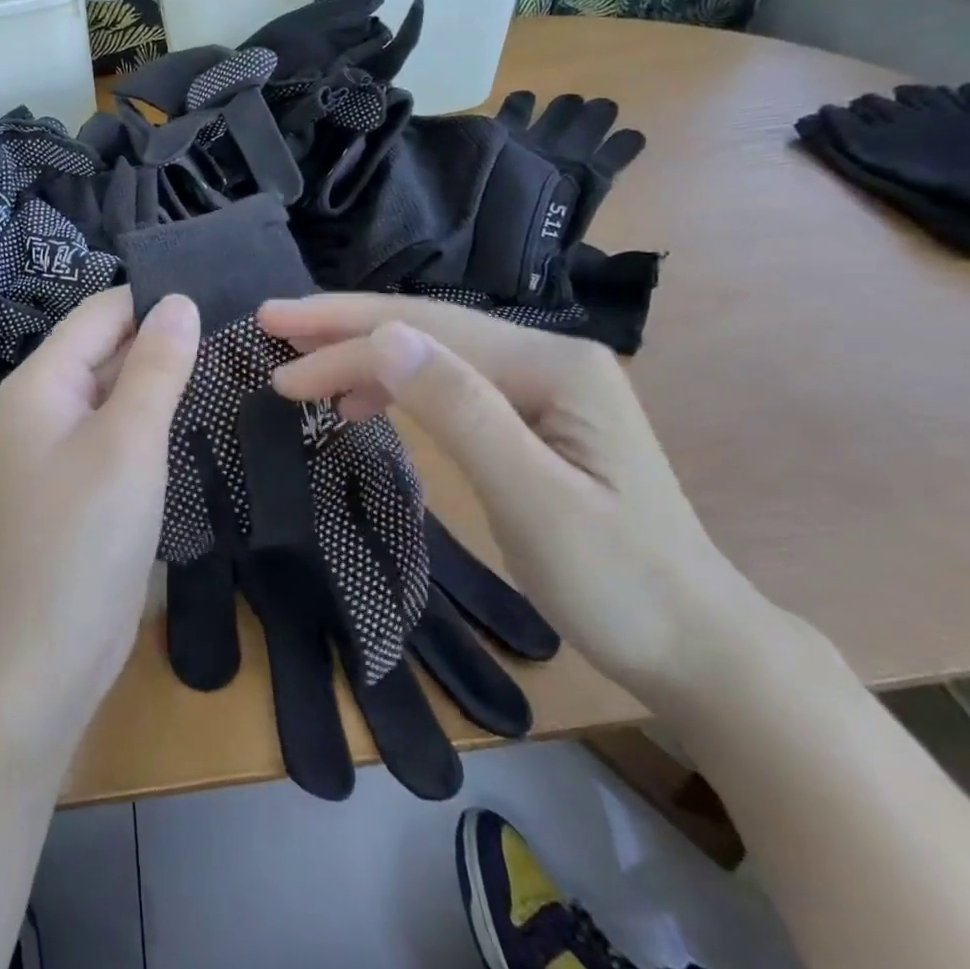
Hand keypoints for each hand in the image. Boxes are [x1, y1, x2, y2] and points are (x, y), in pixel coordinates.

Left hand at [0, 287, 199, 719]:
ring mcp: (62, 447)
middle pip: (106, 348)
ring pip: (116, 391)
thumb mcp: (128, 441)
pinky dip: (154, 420)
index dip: (154, 298)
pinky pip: (119, 432)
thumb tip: (180, 301)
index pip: (101, 312)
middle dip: (164, 337)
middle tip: (239, 329)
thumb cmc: (84, 536)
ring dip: (162, 378)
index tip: (221, 293)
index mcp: (43, 381)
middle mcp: (46, 405)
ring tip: (231, 361)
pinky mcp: (82, 484)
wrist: (44, 654)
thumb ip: (154, 366)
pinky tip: (197, 417)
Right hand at [259, 294, 779, 709]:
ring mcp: (540, 386)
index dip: (343, 344)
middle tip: (271, 322)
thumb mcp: (534, 499)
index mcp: (552, 365)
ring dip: (363, 352)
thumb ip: (460, 411)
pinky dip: (395, 384)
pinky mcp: (530, 417)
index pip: (425, 337)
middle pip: (426, 326)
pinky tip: (361, 401)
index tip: (276, 366)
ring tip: (301, 365)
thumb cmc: (619, 582)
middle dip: (342, 324)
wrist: (698, 645)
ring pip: (432, 351)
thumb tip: (385, 338)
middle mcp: (546, 357)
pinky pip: (448, 383)